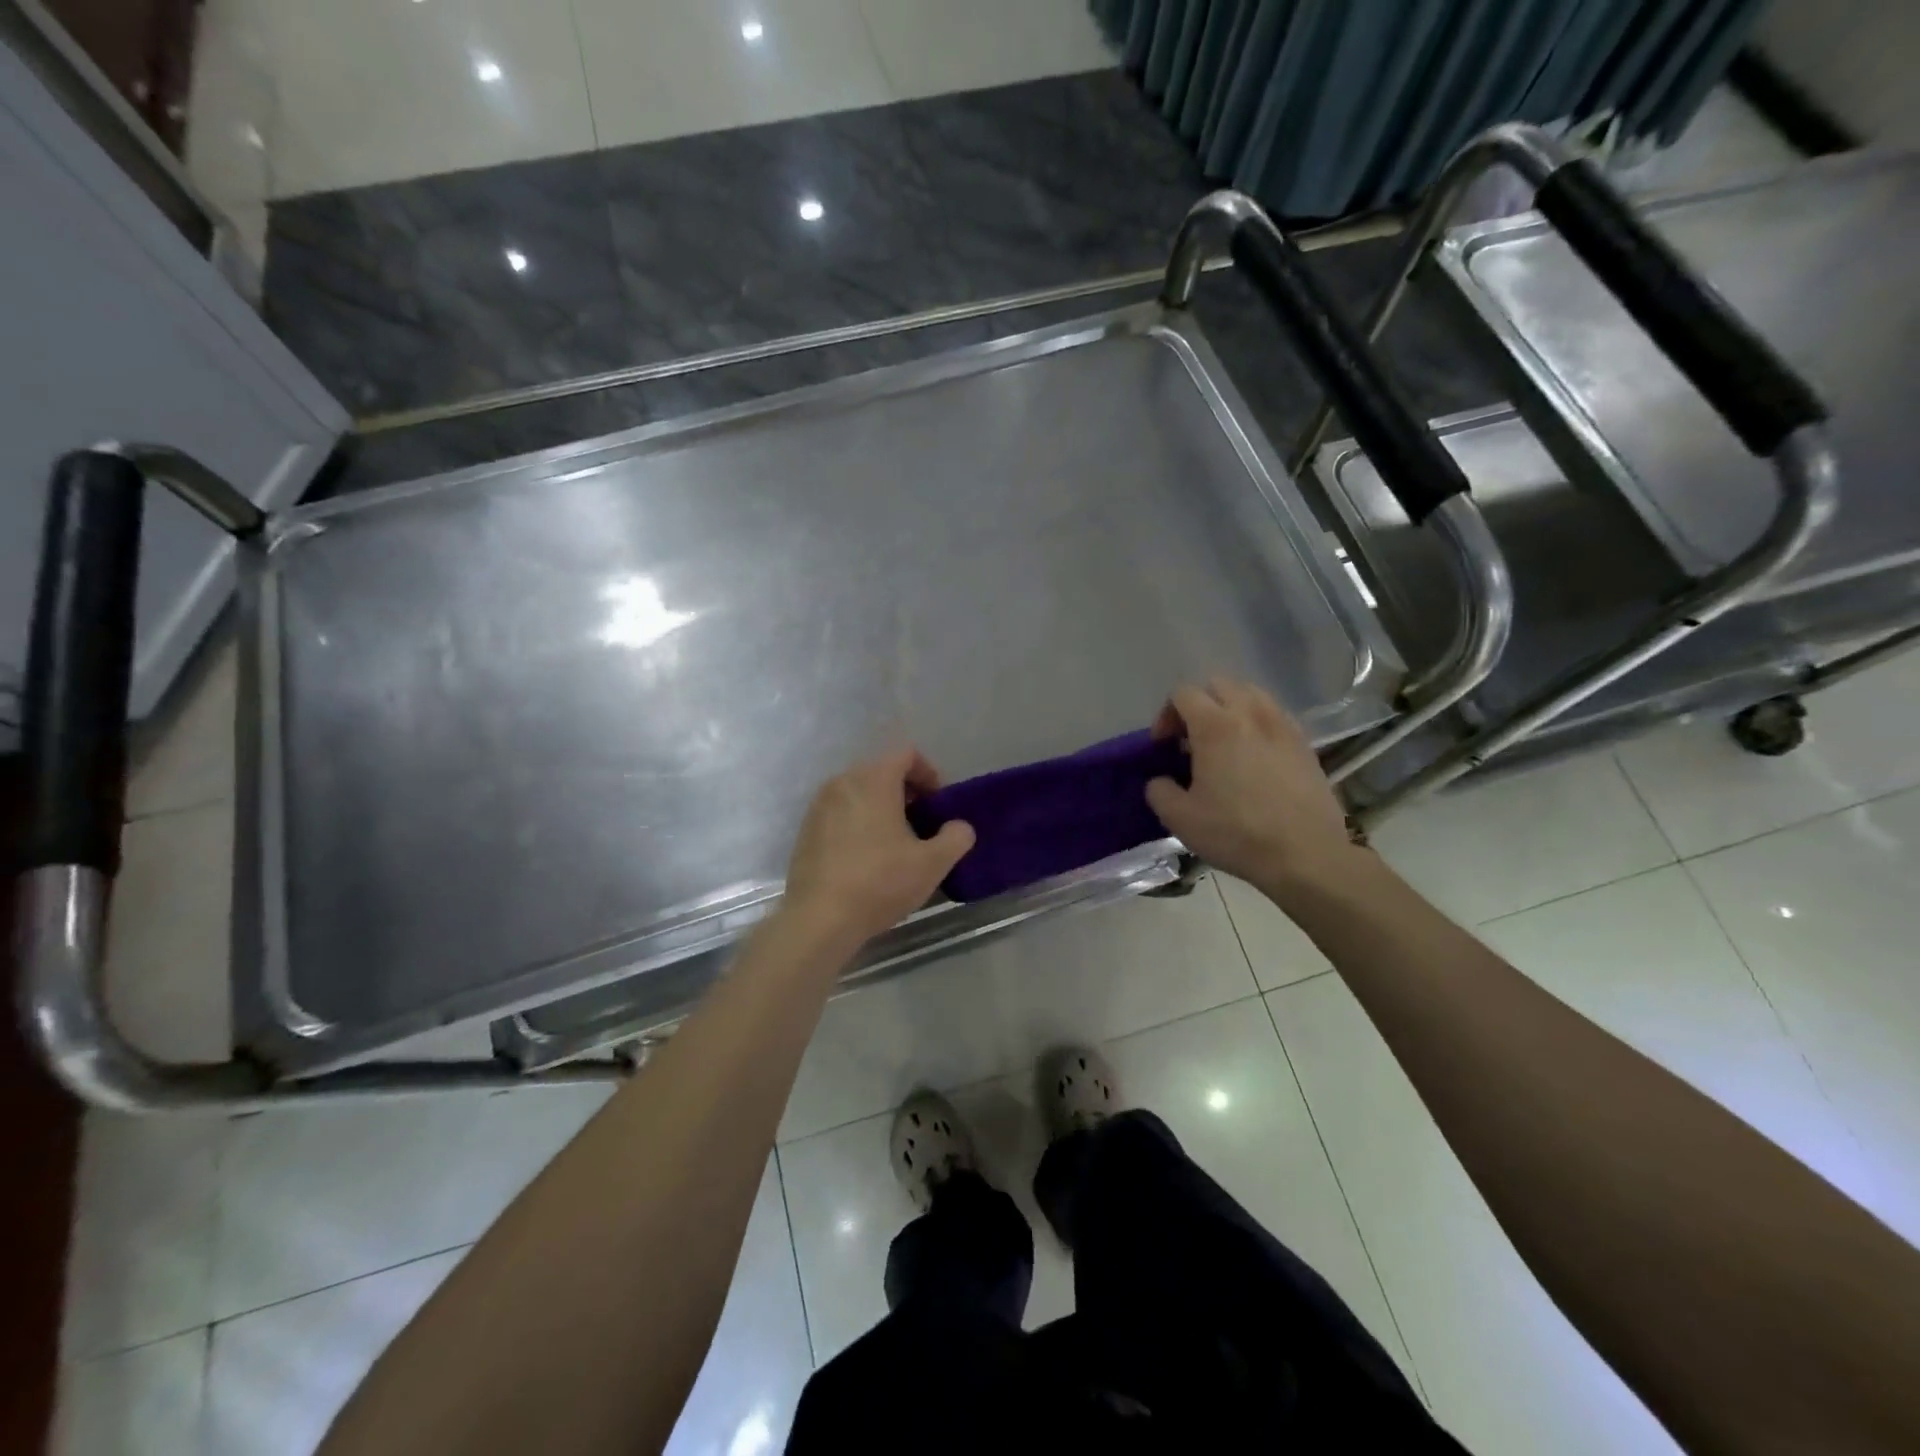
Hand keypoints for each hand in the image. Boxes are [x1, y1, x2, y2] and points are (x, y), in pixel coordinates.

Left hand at [781, 749, 975, 952]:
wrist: (819, 918)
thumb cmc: (880, 882)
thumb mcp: (932, 864)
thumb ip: (956, 838)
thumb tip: (960, 827)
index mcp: (874, 780)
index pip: (906, 754)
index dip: (928, 773)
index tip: (937, 804)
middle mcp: (843, 782)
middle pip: (881, 770)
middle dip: (905, 791)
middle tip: (921, 823)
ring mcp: (819, 805)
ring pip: (858, 792)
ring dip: (880, 807)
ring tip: (895, 842)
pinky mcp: (806, 830)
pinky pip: (839, 812)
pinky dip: (857, 822)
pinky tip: (866, 857)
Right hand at [1145, 679, 1356, 896]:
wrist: (1304, 854)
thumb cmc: (1236, 833)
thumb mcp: (1179, 818)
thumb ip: (1158, 791)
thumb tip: (1160, 781)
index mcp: (1215, 726)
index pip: (1183, 693)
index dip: (1166, 715)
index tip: (1164, 746)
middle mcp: (1251, 714)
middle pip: (1219, 685)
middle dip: (1199, 705)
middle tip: (1191, 739)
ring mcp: (1283, 726)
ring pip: (1252, 695)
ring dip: (1231, 709)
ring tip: (1225, 743)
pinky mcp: (1305, 744)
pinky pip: (1275, 716)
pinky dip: (1258, 724)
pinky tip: (1254, 757)